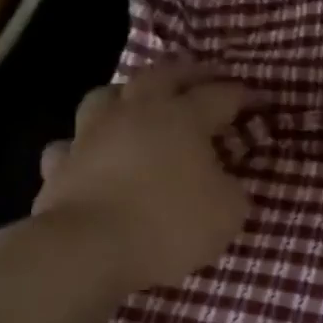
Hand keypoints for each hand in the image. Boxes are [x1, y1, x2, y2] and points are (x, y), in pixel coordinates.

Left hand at [31, 58, 250, 289]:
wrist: (88, 249)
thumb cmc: (170, 224)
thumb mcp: (228, 211)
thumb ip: (231, 188)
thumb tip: (221, 180)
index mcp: (183, 118)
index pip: (221, 95)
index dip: (244, 96)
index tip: (262, 102)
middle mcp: (136, 113)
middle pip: (162, 75)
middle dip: (188, 72)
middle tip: (206, 76)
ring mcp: (91, 135)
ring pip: (107, 95)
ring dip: (128, 94)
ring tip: (141, 104)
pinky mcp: (60, 164)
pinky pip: (73, 144)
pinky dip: (85, 145)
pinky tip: (95, 155)